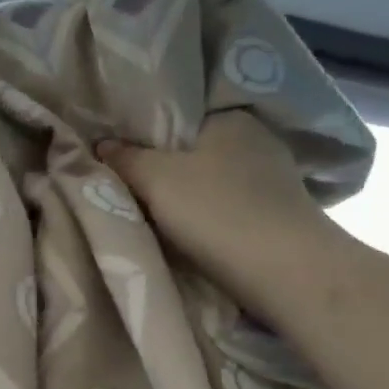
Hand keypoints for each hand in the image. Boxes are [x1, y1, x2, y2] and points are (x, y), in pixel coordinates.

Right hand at [99, 111, 340, 304]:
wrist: (286, 272)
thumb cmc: (216, 211)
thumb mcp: (154, 179)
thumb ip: (124, 159)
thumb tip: (101, 145)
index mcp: (229, 117)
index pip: (175, 116)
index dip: (143, 135)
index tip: (119, 156)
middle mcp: (257, 139)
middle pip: (192, 150)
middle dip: (164, 167)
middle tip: (128, 186)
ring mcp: (274, 178)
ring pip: (211, 180)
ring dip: (186, 195)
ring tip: (152, 212)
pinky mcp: (279, 214)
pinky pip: (228, 206)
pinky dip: (208, 216)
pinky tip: (190, 232)